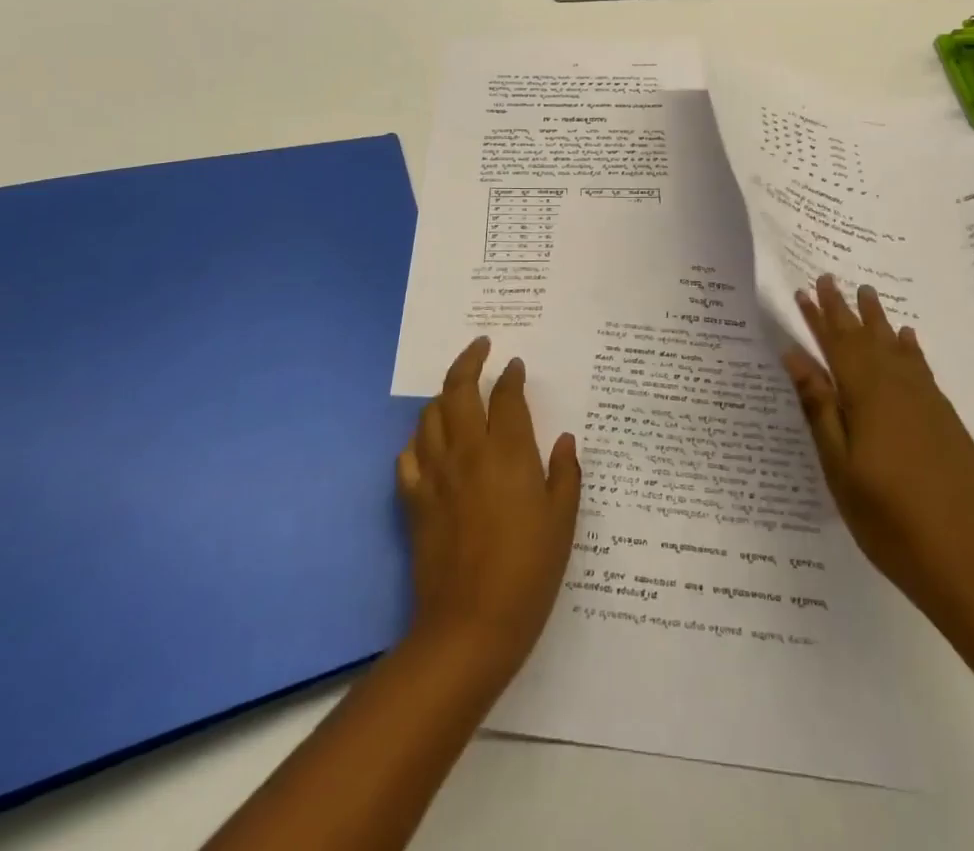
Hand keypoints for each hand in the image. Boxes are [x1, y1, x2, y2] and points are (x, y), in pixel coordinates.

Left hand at [397, 339, 580, 683]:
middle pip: (458, 390)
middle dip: (469, 361)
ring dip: (443, 395)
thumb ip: (565, 473)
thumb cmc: (528, 572)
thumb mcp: (563, 521)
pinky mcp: (414, 501)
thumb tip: (565, 439)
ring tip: (456, 391)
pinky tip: (429, 442)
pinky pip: (409, 456)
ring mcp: (435, 475)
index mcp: (507, 452)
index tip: (515, 364)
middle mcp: (467, 452)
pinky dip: (418, 439)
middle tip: (480, 347)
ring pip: (430, 416)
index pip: (505, 396)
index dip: (510, 375)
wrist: (470, 627)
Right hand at [785, 276, 973, 616]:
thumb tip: (795, 356)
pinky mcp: (946, 420)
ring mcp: (927, 403)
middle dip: (845, 309)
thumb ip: (819, 407)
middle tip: (830, 278)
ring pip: (896, 347)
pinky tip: (907, 338)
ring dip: (878, 320)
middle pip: (866, 339)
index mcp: (866, 397)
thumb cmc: (889, 519)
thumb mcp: (839, 466)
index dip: (819, 317)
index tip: (804, 290)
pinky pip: (922, 368)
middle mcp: (898, 389)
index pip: (837, 345)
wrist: (969, 562)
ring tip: (867, 293)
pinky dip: (910, 348)